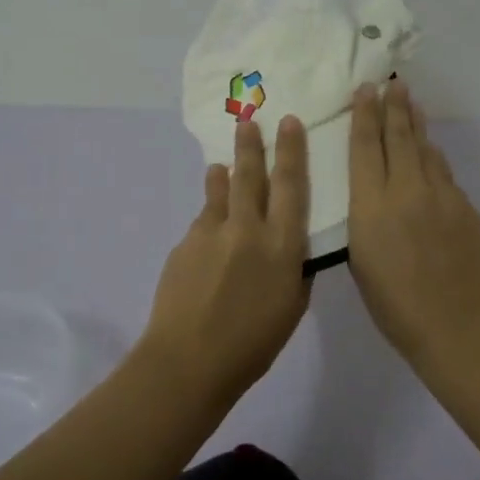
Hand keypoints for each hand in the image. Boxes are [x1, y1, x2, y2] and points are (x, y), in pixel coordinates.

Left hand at [142, 115, 313, 403]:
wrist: (188, 360)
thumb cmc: (252, 344)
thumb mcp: (292, 308)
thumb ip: (294, 270)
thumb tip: (291, 249)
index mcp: (281, 245)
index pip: (291, 186)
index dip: (292, 151)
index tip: (289, 123)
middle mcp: (247, 229)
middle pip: (250, 175)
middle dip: (252, 144)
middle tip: (249, 119)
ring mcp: (211, 233)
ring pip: (220, 191)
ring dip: (223, 175)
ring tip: (221, 165)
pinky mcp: (185, 244)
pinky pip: (203, 221)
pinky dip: (209, 217)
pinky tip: (210, 230)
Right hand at [346, 81, 479, 363]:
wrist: (456, 326)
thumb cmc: (394, 304)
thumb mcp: (360, 260)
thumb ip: (365, 218)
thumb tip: (374, 192)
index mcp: (371, 206)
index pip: (365, 148)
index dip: (364, 116)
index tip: (365, 91)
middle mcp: (406, 190)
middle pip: (398, 137)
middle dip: (393, 107)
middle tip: (392, 83)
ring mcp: (441, 196)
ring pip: (426, 149)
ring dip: (416, 125)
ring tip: (411, 103)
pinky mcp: (466, 208)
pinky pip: (444, 173)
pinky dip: (433, 157)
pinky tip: (431, 153)